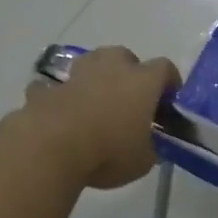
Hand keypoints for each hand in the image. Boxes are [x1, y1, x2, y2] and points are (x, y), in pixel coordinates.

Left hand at [13, 46, 179, 189]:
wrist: (51, 150)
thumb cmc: (108, 153)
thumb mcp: (143, 161)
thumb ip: (151, 148)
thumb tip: (151, 146)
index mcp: (142, 81)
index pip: (165, 68)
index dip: (169, 81)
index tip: (167, 100)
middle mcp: (112, 68)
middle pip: (125, 56)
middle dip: (129, 71)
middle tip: (129, 98)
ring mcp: (77, 74)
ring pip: (91, 61)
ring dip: (96, 75)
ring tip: (96, 100)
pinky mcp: (48, 88)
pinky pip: (57, 86)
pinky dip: (61, 95)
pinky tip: (61, 112)